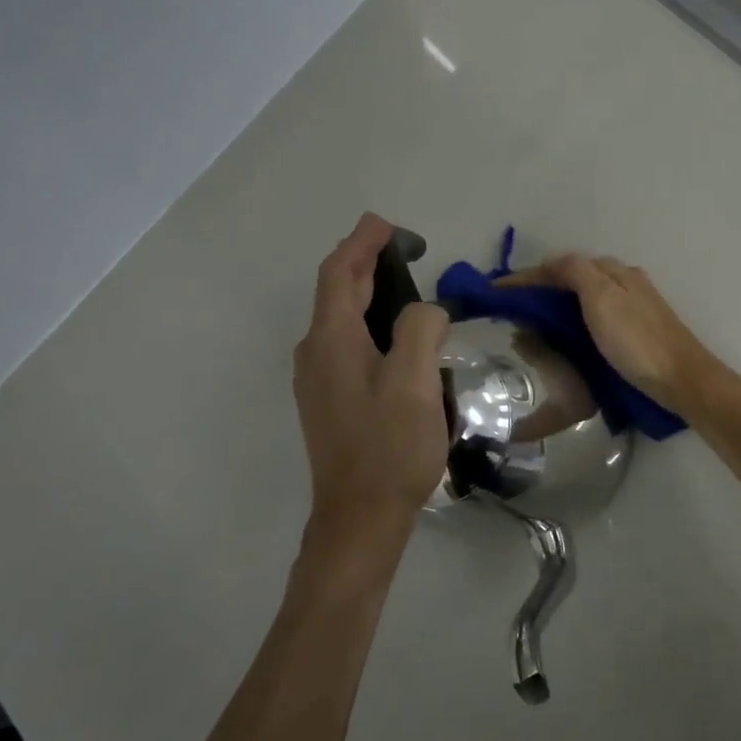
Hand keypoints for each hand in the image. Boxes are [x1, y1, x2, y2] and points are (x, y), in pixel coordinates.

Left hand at [293, 215, 450, 545]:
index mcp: (332, 340)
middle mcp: (315, 353)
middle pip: (337, 293)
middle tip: (404, 250)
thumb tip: (425, 311)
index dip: (362, 243)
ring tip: (406, 288)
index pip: (340, 273)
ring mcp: (318, 380)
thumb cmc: (390, 446)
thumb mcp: (415, 381)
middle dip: (366, 264)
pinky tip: (396, 339)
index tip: (386, 224)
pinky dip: (369, 325)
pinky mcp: (330, 401)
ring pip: (341, 320)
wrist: (359, 516)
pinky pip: (346, 345)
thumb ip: (420, 328)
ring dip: (368, 295)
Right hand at [505, 254, 724, 416]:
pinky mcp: (636, 333)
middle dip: (541, 289)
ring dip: (556, 306)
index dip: (528, 276)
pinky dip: (573, 322)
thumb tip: (550, 263)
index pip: (562, 264)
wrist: (681, 380)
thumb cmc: (637, 340)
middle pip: (574, 278)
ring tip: (529, 326)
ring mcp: (632, 308)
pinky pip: (594, 318)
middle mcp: (624, 283)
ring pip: (584, 298)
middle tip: (510, 310)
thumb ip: (575, 272)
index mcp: (614, 272)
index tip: (496, 291)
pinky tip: (565, 339)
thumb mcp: (602, 297)